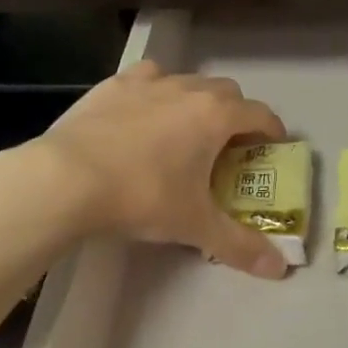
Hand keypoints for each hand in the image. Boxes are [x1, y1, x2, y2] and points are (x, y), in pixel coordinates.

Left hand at [32, 60, 291, 277]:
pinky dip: (155, 91)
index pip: (259, 114)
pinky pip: (146, 78)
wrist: (67, 177)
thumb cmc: (142, 196)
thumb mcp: (194, 225)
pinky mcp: (112, 84)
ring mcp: (147, 82)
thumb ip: (240, 245)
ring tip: (184, 130)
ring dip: (195, 100)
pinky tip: (142, 114)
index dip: (272, 130)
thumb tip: (280, 269)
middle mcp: (186, 89)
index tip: (273, 147)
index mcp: (214, 116)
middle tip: (227, 147)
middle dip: (235, 115)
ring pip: (186, 80)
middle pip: (226, 92)